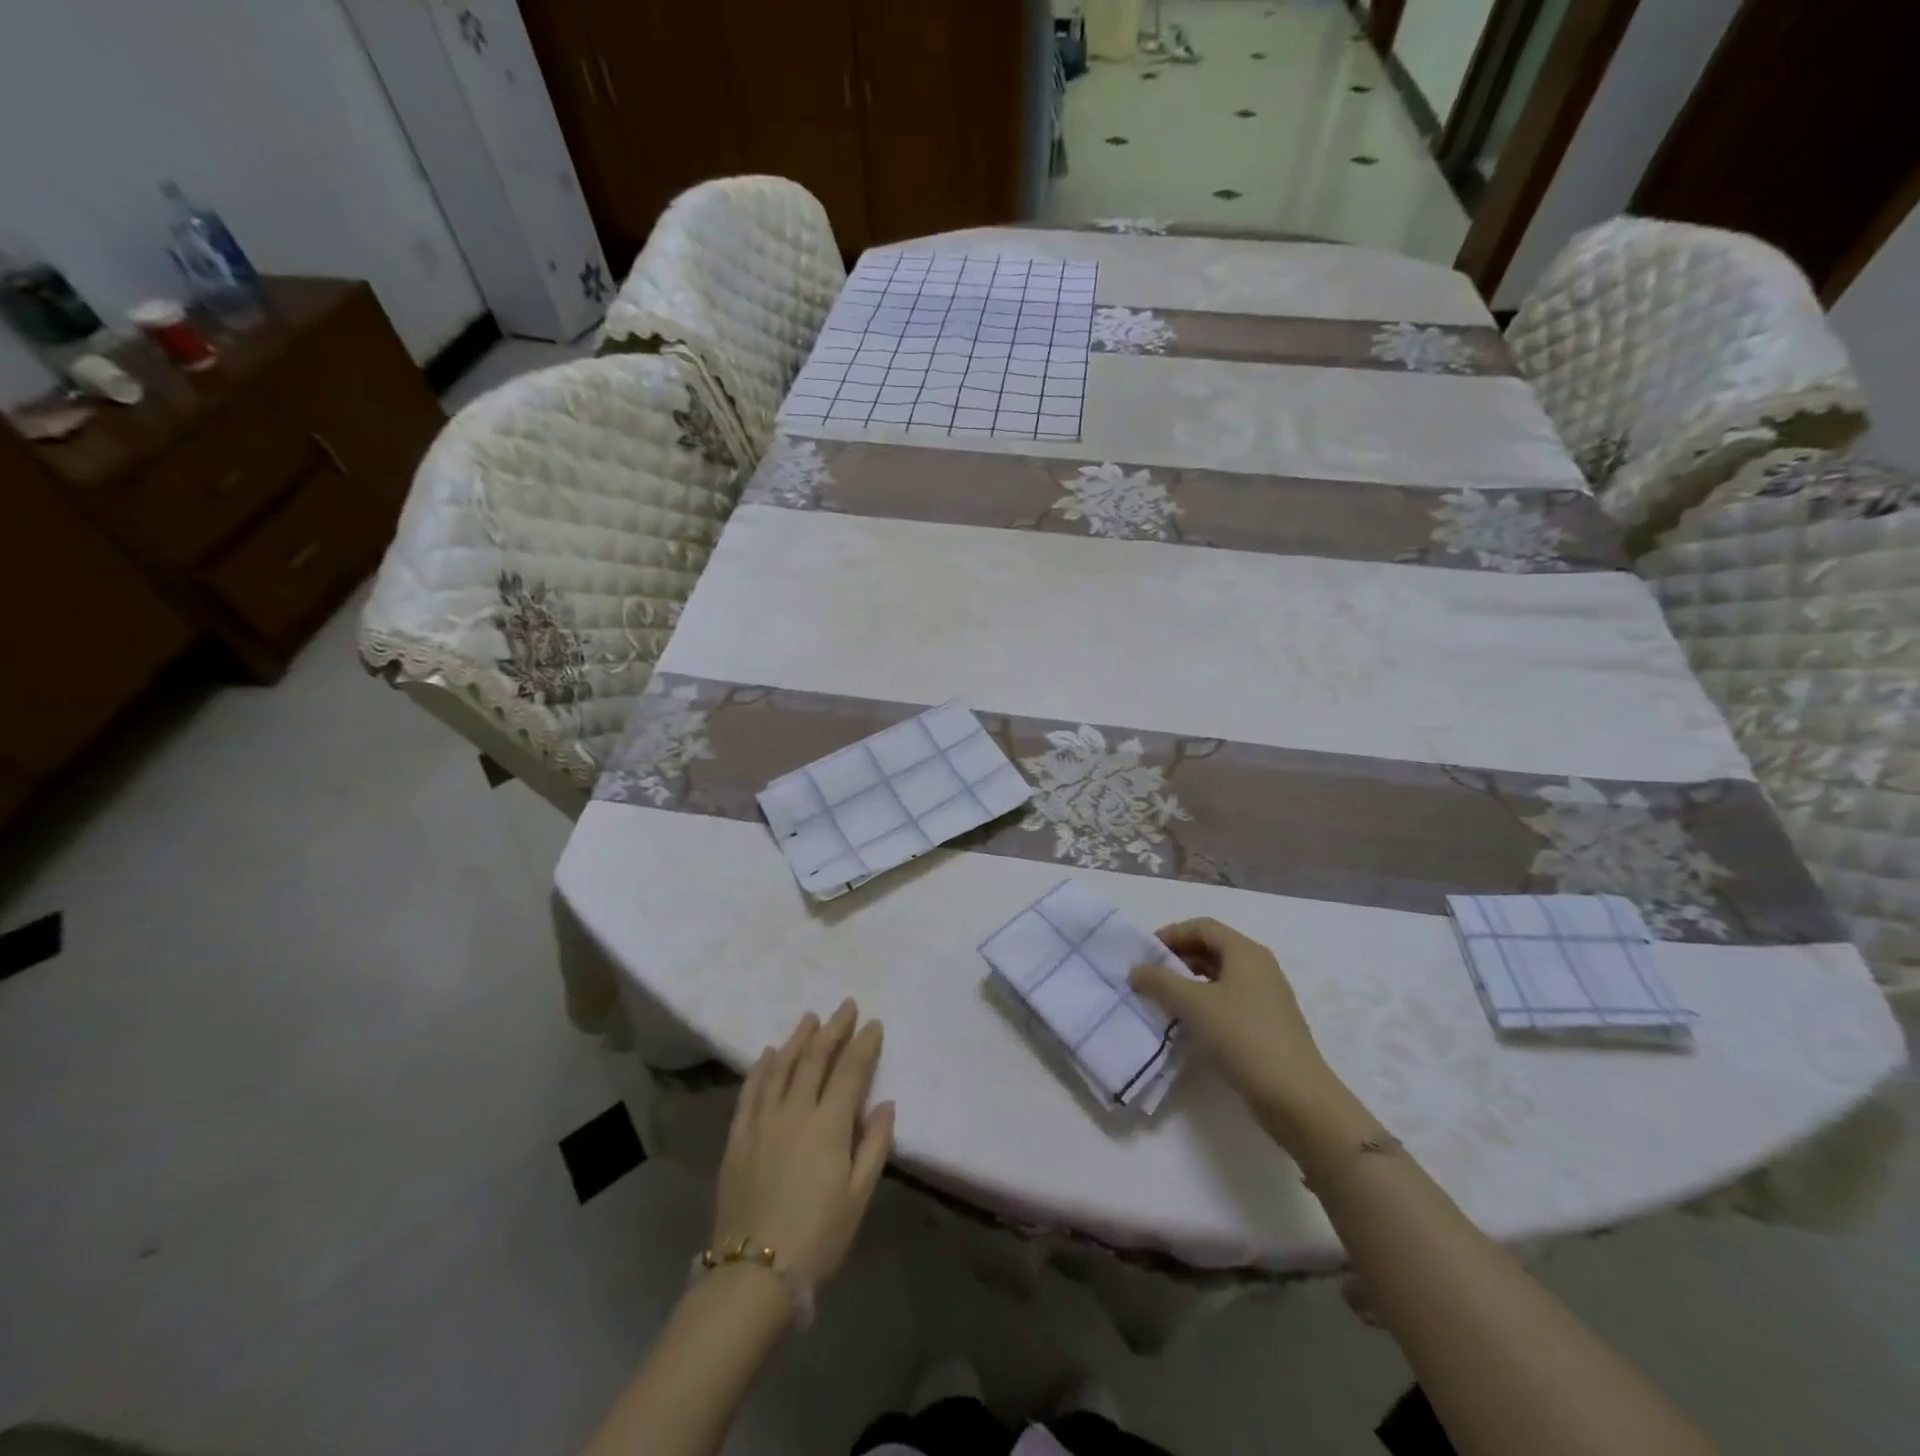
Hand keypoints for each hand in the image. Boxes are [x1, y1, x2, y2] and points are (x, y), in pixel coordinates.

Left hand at [713, 1000, 894, 1289]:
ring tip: (810, 1018)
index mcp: (829, 1124)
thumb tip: (885, 1104)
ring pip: (780, 1066)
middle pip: (815, 1058)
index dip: (863, 1044)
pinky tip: (766, 1053)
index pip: (850, 1070)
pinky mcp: (738, 1136)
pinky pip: (750, 1091)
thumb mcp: (859, 1196)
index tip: (873, 1023)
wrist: (753, 1274)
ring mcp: (762, 1121)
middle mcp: (795, 1111)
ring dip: (797, 1038)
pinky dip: (760, 1067)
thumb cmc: (818, 1237)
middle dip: (833, 1029)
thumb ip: (874, 1145)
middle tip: (845, 1006)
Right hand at [1130, 918, 1345, 1131]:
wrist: (1296, 1097)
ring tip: (1163, 1000)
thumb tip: (1136, 969)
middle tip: (1150, 976)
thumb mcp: (1194, 1004)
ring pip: (1220, 977)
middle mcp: (1260, 968)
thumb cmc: (1243, 1037)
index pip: (1203, 927)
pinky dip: (1205, 1003)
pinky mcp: (1267, 1025)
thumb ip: (1160, 981)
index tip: (1145, 952)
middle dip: (1179, 958)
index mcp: (1246, 952)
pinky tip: (1189, 1023)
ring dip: (1190, 983)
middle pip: (1212, 949)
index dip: (1172, 934)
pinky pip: (1229, 1001)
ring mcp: (1267, 998)